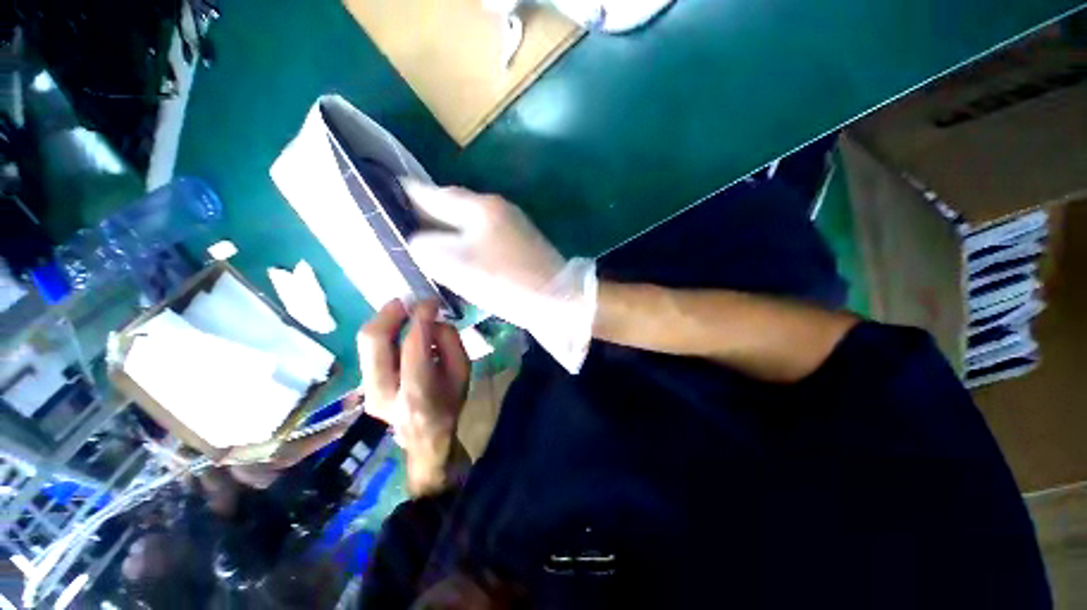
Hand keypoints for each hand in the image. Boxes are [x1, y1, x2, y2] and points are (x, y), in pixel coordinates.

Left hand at [358, 300, 469, 495]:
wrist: (425, 437)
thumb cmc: (450, 403)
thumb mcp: (463, 372)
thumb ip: (450, 342)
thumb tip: (432, 321)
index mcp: (417, 392)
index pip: (413, 345)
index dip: (421, 317)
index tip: (431, 301)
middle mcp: (383, 391)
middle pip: (374, 340)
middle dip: (390, 313)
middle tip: (407, 301)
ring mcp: (367, 389)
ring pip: (365, 342)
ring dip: (384, 320)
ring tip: (403, 310)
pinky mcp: (362, 385)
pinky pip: (369, 350)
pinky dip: (383, 333)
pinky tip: (397, 328)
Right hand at [403, 181, 597, 372]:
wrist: (555, 299)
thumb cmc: (503, 280)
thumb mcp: (453, 263)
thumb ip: (425, 245)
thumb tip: (418, 240)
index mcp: (478, 206)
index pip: (431, 192)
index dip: (405, 193)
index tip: (383, 194)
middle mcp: (496, 207)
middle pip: (451, 206)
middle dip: (426, 214)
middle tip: (401, 226)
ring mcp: (511, 224)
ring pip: (467, 223)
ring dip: (446, 231)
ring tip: (425, 243)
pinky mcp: (519, 243)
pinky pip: (482, 237)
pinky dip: (466, 243)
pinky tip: (458, 256)